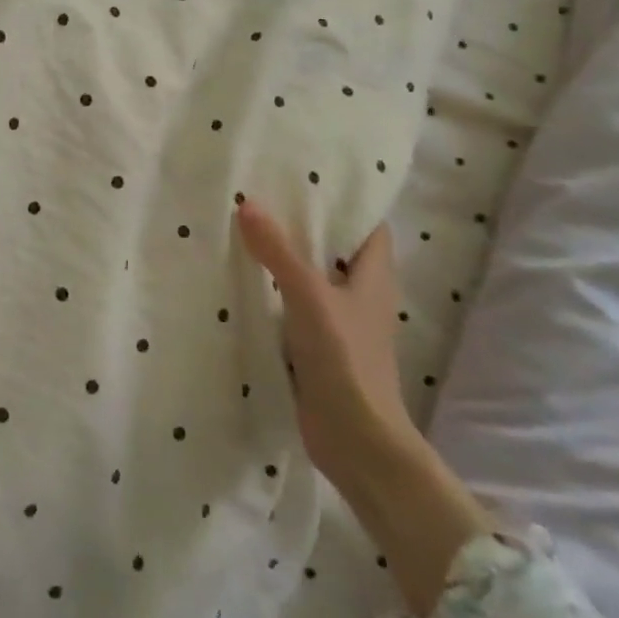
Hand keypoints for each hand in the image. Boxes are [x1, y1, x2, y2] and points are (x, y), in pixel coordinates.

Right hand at [236, 201, 416, 487]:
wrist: (356, 441)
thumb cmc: (346, 359)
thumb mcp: (309, 297)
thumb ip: (278, 251)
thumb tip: (247, 203)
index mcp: (374, 275)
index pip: (367, 224)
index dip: (344, 200)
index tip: (307, 176)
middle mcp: (360, 294)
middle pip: (335, 249)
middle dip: (304, 225)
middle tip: (263, 195)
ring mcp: (340, 323)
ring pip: (312, 278)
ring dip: (286, 259)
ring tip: (246, 229)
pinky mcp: (319, 347)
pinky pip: (294, 307)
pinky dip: (275, 293)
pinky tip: (244, 280)